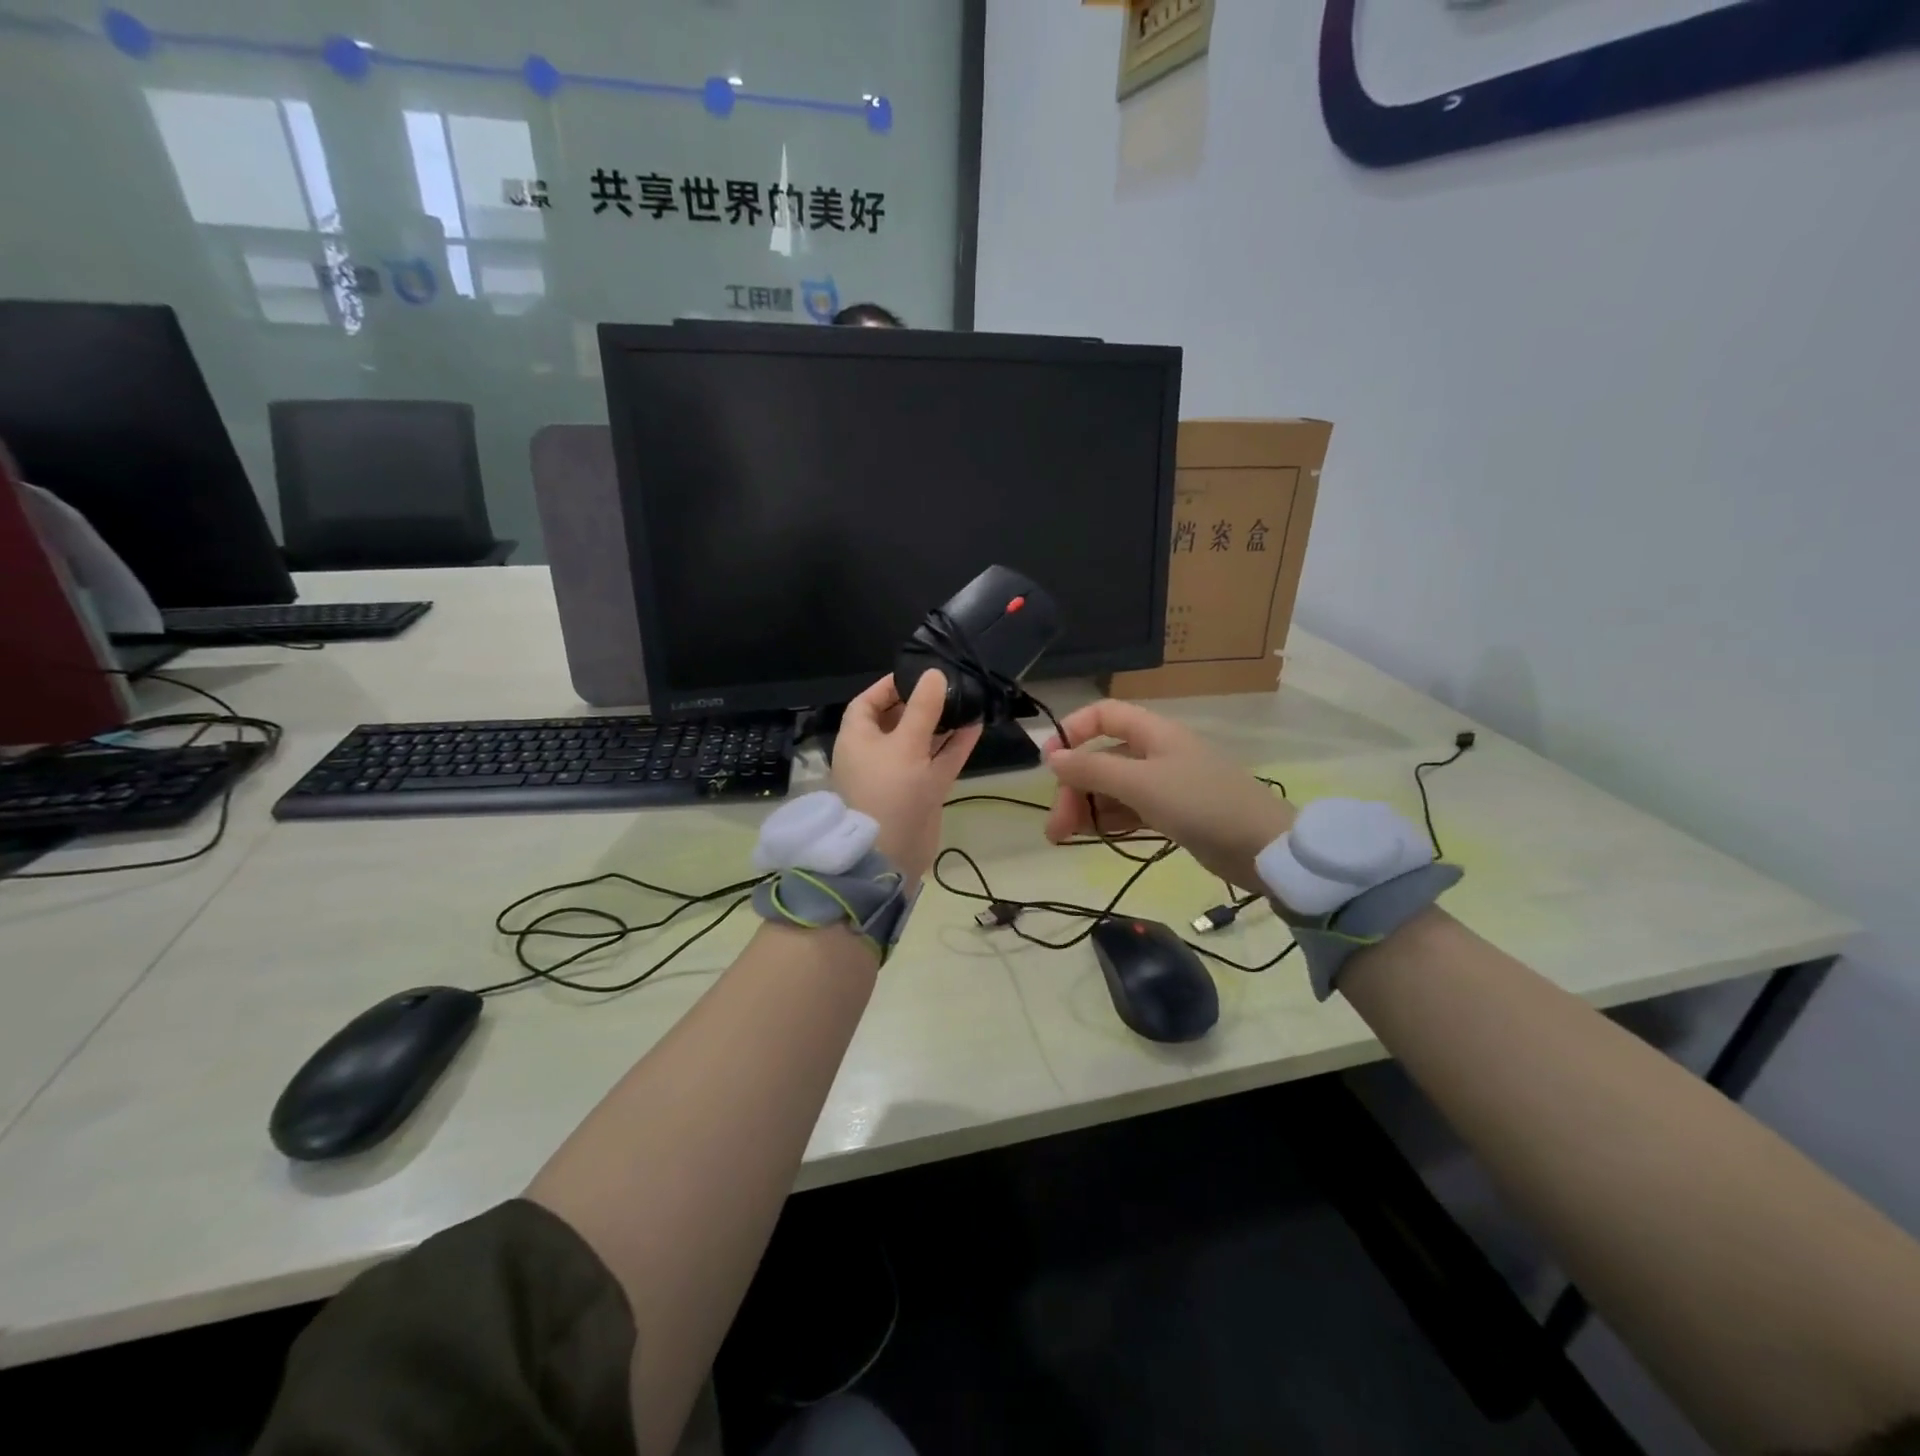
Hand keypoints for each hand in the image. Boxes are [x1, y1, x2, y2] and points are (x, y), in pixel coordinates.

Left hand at [831, 671, 980, 883]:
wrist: (890, 856)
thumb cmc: (889, 791)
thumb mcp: (906, 744)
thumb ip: (924, 709)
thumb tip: (935, 674)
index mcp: (858, 739)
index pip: (868, 702)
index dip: (890, 686)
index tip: (918, 673)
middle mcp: (876, 753)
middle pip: (898, 719)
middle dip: (922, 702)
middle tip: (950, 683)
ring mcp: (900, 773)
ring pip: (922, 740)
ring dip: (943, 722)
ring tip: (967, 699)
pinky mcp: (921, 790)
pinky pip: (938, 760)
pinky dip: (955, 744)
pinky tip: (976, 725)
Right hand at [1043, 699, 1294, 889]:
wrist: (1263, 847)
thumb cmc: (1201, 803)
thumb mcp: (1141, 783)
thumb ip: (1093, 769)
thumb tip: (1052, 758)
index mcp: (1152, 732)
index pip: (1103, 715)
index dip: (1073, 732)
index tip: (1049, 763)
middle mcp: (1156, 752)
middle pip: (1101, 758)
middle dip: (1074, 788)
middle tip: (1055, 827)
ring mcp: (1165, 784)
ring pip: (1112, 788)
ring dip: (1086, 808)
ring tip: (1065, 838)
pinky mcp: (1172, 813)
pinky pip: (1128, 810)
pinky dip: (1108, 820)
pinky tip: (1092, 837)